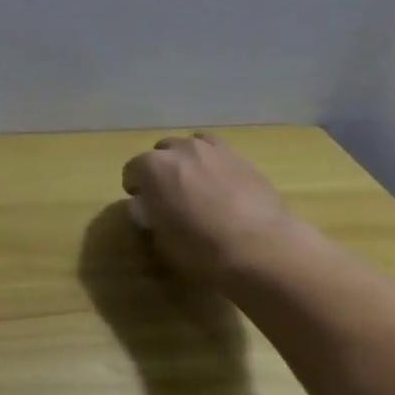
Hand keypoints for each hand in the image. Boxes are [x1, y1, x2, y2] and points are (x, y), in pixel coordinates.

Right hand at [120, 133, 303, 287]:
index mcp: (152, 167)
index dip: (134, 188)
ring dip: (188, 161)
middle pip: (161, 152)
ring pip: (192, 145)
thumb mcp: (161, 239)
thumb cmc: (201, 248)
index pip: (131, 170)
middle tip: (168, 195)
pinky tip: (222, 186)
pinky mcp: (243, 159)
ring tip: (196, 184)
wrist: (262, 249)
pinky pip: (219, 154)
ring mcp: (214, 150)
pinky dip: (214, 165)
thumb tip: (153, 209)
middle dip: (160, 170)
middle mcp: (180, 150)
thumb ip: (152, 216)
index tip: (142, 204)